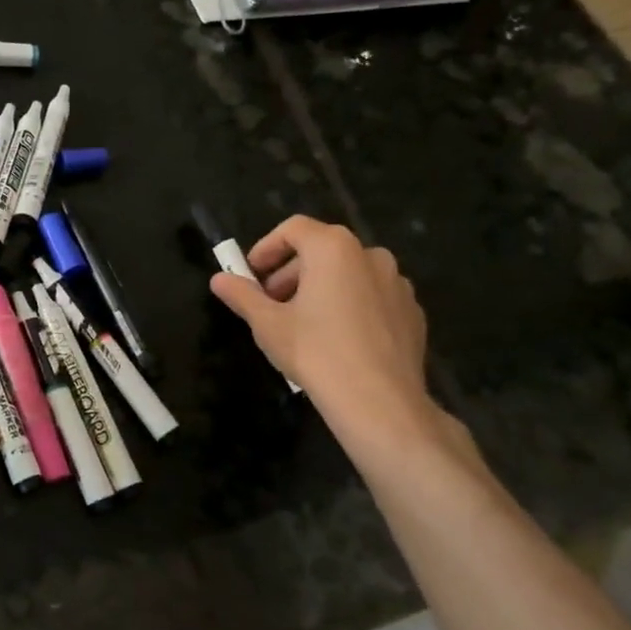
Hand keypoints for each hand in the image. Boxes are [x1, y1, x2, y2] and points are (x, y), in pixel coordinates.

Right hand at [208, 217, 452, 460]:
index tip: (250, 275)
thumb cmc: (315, 351)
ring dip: (320, 288)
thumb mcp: (267, 323)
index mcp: (334, 248)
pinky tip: (337, 339)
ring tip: (303, 323)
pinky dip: (350, 305)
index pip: (294, 229)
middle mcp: (370, 255)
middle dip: (290, 272)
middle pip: (322, 250)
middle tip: (270, 303)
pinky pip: (372, 297)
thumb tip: (218, 279)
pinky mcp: (412, 311)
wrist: (379, 401)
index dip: (266, 248)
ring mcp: (397, 283)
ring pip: (349, 273)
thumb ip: (242, 295)